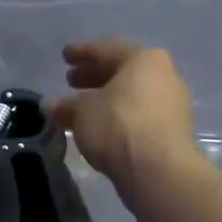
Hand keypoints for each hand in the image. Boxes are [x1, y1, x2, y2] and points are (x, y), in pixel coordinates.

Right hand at [47, 39, 203, 196]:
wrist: (159, 172)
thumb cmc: (118, 126)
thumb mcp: (81, 112)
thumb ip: (64, 105)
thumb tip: (48, 104)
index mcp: (144, 60)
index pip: (106, 49)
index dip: (82, 52)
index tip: (65, 56)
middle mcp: (164, 76)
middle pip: (122, 71)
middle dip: (94, 75)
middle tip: (70, 81)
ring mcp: (172, 105)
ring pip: (131, 94)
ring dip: (105, 98)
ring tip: (80, 107)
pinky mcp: (173, 132)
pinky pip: (139, 114)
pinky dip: (118, 116)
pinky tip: (99, 126)